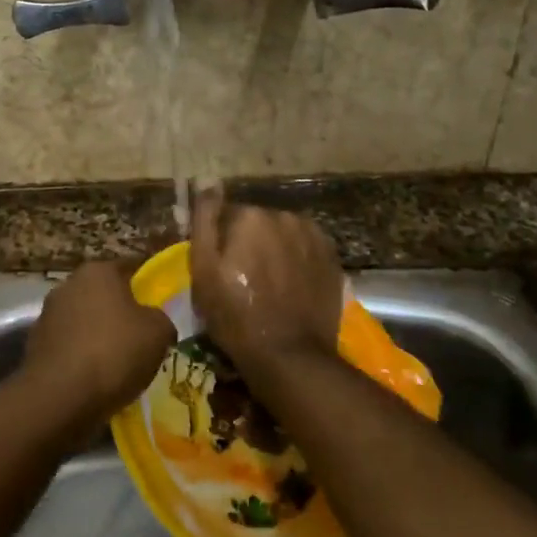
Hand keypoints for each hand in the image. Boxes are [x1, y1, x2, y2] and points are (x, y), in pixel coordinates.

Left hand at [22, 260, 174, 419]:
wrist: (59, 397)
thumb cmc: (114, 352)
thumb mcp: (158, 333)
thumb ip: (161, 319)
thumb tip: (155, 322)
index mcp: (98, 271)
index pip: (130, 267)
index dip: (148, 284)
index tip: (161, 302)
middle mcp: (68, 285)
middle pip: (104, 294)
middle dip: (122, 311)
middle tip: (143, 334)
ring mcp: (48, 315)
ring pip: (85, 320)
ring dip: (100, 334)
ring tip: (121, 361)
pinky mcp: (36, 345)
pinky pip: (70, 346)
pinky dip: (82, 356)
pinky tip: (97, 377)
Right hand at [190, 187, 343, 368]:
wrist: (289, 355)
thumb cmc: (235, 316)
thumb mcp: (203, 270)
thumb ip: (204, 220)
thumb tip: (209, 182)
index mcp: (251, 216)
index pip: (225, 216)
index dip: (219, 243)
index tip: (219, 269)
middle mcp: (285, 216)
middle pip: (257, 223)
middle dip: (248, 242)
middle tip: (242, 280)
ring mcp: (314, 237)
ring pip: (282, 235)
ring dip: (274, 250)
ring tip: (269, 285)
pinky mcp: (332, 259)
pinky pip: (304, 250)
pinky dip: (296, 262)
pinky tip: (290, 287)